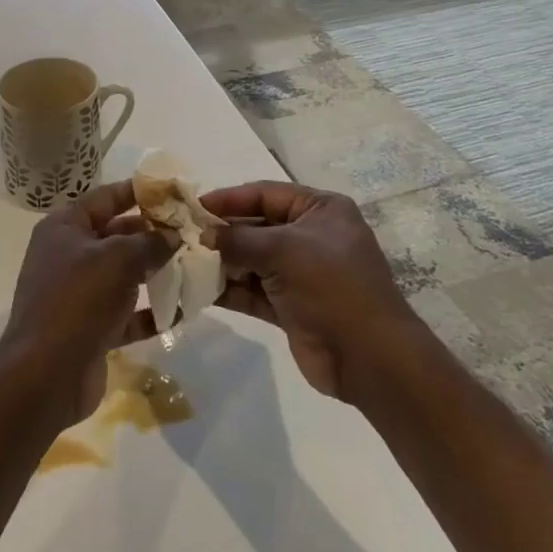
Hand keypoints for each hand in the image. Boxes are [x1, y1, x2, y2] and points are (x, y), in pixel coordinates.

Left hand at [0, 180, 172, 426]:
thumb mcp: (118, 259)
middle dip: (153, 234)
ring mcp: (78, 294)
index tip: (173, 191)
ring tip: (193, 268)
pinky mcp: (90, 329)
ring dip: (155, 273)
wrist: (45, 375)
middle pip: (116, 235)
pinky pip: (126, 313)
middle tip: (192, 233)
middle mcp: (68, 256)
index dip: (139, 192)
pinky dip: (150, 312)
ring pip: (123, 275)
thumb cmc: (78, 299)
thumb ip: (150, 242)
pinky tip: (181, 311)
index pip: (105, 198)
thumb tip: (173, 235)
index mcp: (65, 228)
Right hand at [200, 181, 421, 405]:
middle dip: (223, 233)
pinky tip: (200, 290)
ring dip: (223, 263)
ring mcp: (301, 274)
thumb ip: (239, 239)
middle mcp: (311, 237)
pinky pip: (254, 291)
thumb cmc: (332, 286)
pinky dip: (231, 290)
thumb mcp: (284, 250)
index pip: (266, 194)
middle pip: (257, 227)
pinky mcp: (291, 307)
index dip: (230, 199)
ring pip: (253, 261)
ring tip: (185, 263)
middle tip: (182, 237)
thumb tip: (203, 235)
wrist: (369, 357)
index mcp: (320, 210)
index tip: (194, 207)